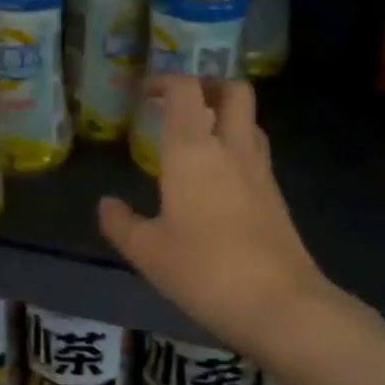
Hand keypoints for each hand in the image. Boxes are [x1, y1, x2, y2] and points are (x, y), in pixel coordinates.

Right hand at [99, 76, 330, 354]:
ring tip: (197, 140)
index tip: (145, 92)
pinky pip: (256, 154)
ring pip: (250, 122)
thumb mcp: (147, 252)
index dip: (165, 81)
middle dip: (208, 85)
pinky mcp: (276, 197)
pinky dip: (236, 150)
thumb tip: (107, 205)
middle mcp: (231, 149)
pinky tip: (217, 182)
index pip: (185, 90)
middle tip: (182, 103)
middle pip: (233, 91)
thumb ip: (121, 223)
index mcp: (193, 151)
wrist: (278, 303)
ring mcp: (260, 171)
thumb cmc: (203, 270)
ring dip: (226, 117)